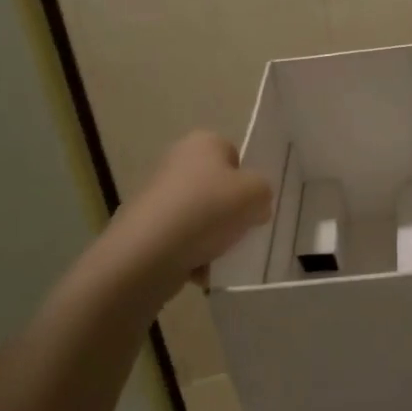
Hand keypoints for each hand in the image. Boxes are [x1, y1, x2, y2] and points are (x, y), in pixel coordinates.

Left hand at [125, 130, 273, 281]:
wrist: (148, 253)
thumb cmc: (207, 210)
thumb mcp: (257, 194)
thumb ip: (264, 191)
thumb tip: (254, 205)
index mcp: (203, 142)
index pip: (235, 155)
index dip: (248, 180)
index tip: (252, 203)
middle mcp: (177, 161)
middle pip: (218, 187)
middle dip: (231, 211)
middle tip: (242, 229)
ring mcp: (159, 195)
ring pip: (202, 216)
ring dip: (215, 236)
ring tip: (221, 254)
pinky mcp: (147, 227)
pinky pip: (183, 239)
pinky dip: (194, 254)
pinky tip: (201, 268)